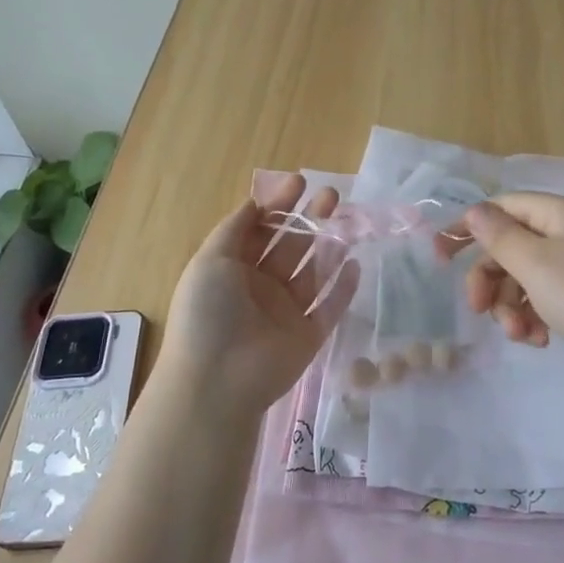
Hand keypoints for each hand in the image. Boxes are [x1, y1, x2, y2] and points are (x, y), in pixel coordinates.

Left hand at [161, 175, 357, 413]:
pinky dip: (343, 287)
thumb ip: (234, 229)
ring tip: (348, 219)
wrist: (218, 379)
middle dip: (309, 219)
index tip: (300, 182)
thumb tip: (254, 203)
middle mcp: (261, 287)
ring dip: (329, 245)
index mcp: (233, 269)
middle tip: (331, 195)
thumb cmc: (208, 313)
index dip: (278, 205)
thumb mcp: (210, 260)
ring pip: (313, 272)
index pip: (260, 230)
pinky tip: (354, 264)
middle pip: (290, 246)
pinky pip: (330, 307)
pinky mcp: (309, 336)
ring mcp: (286, 312)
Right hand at [439, 192, 563, 360]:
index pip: (501, 207)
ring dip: (512, 306)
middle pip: (512, 247)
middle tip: (479, 311)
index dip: (468, 228)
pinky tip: (540, 339)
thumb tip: (475, 210)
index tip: (440, 257)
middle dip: (491, 281)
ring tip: (520, 335)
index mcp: (559, 213)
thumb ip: (499, 235)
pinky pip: (548, 296)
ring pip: (527, 277)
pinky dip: (536, 315)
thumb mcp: (534, 264)